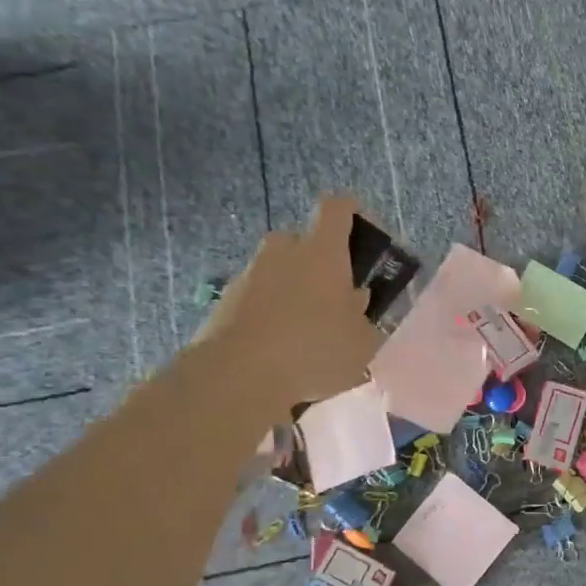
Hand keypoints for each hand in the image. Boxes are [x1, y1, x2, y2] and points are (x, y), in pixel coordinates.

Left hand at [199, 195, 378, 407]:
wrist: (236, 378)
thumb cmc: (313, 350)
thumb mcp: (362, 341)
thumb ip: (363, 315)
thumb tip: (355, 301)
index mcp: (322, 251)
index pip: (337, 208)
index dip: (351, 212)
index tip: (362, 232)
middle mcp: (283, 251)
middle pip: (303, 241)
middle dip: (319, 262)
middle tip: (334, 296)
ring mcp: (248, 275)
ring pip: (277, 271)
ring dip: (292, 290)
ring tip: (304, 331)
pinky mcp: (223, 303)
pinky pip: (255, 298)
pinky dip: (267, 314)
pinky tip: (277, 349)